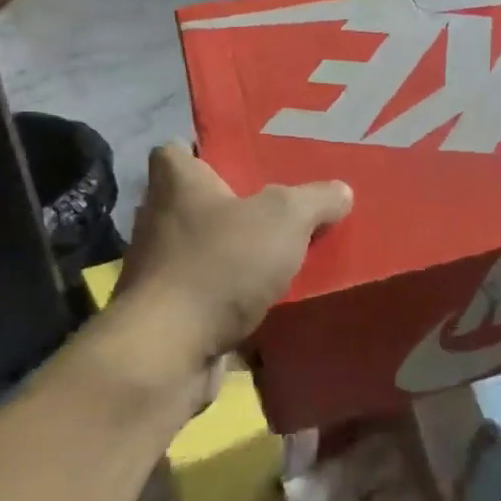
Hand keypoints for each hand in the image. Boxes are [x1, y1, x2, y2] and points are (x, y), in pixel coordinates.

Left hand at [110, 143, 351, 384]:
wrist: (169, 350)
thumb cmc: (220, 264)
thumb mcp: (284, 219)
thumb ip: (315, 199)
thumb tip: (341, 191)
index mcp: (176, 182)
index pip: (177, 150)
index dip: (205, 152)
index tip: (242, 162)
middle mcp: (159, 219)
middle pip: (195, 202)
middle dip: (232, 206)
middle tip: (280, 209)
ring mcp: (159, 269)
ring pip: (203, 250)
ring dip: (234, 254)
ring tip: (282, 256)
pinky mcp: (168, 312)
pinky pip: (206, 293)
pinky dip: (230, 297)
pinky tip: (267, 301)